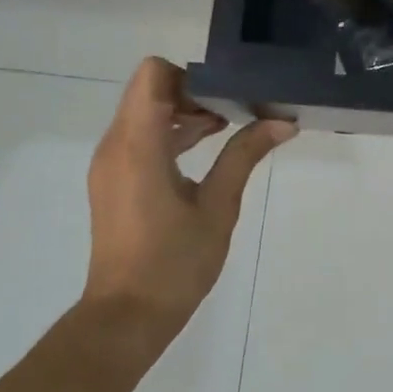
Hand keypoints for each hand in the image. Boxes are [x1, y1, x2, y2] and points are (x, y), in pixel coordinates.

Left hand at [85, 58, 295, 338]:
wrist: (126, 317)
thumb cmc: (174, 262)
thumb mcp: (218, 206)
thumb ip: (244, 155)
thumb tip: (282, 122)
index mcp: (138, 145)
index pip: (153, 74)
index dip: (190, 75)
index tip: (226, 95)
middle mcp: (115, 145)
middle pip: (150, 90)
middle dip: (194, 93)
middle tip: (238, 111)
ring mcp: (109, 164)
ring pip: (144, 114)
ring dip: (183, 114)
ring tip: (229, 129)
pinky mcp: (112, 181)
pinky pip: (139, 138)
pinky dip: (170, 135)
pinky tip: (205, 153)